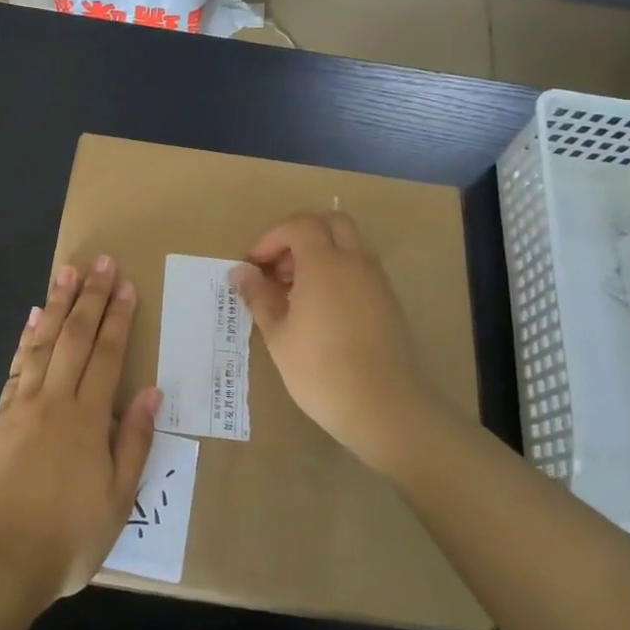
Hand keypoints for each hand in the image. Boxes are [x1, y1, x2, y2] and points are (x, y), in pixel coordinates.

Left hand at [0, 256, 161, 605]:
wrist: (0, 561)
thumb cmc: (69, 536)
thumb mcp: (119, 499)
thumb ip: (133, 441)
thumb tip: (150, 391)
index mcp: (88, 418)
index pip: (108, 354)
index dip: (118, 317)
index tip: (125, 285)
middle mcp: (55, 400)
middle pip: (75, 337)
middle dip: (90, 297)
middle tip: (100, 261)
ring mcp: (23, 405)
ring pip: (43, 342)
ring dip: (57, 304)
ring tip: (67, 272)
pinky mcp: (0, 417)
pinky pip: (16, 366)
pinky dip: (26, 339)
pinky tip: (33, 319)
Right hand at [229, 212, 450, 474]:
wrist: (383, 407)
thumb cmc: (320, 369)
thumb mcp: (277, 334)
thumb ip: (258, 295)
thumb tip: (240, 272)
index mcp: (325, 263)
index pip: (299, 225)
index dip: (272, 238)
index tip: (254, 265)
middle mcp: (355, 262)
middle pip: (331, 222)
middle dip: (301, 235)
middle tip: (280, 267)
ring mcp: (377, 282)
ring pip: (350, 245)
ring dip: (321, 253)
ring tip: (295, 292)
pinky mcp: (389, 303)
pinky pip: (361, 269)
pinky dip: (338, 272)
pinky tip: (321, 310)